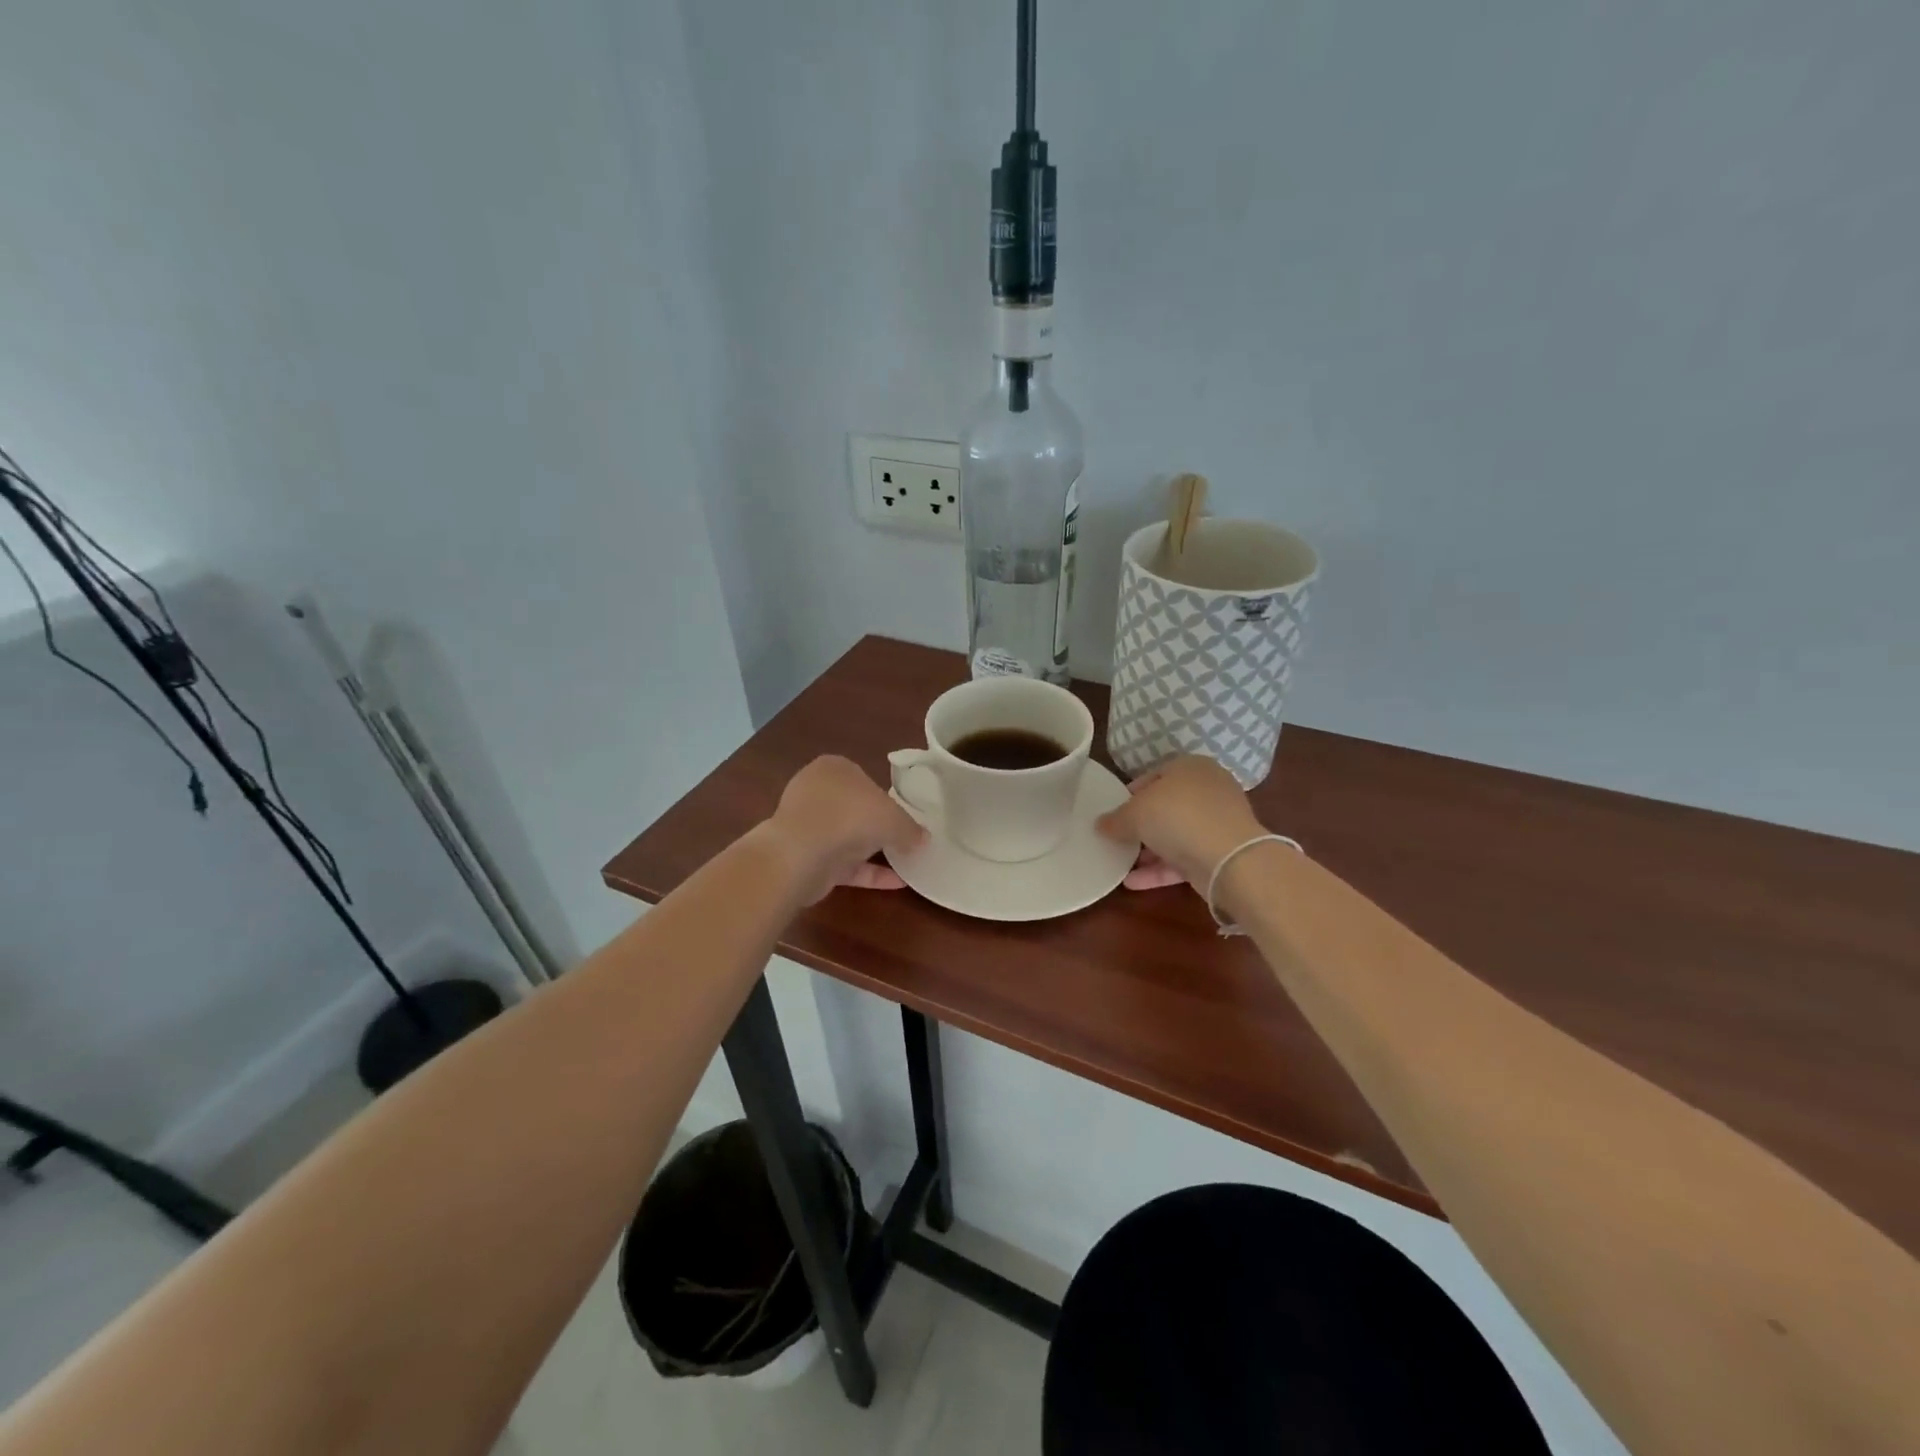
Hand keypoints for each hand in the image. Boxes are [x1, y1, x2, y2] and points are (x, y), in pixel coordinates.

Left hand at [760, 755, 926, 903]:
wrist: (802, 854)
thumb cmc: (850, 816)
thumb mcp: (894, 818)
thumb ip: (911, 828)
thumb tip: (923, 839)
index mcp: (834, 768)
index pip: (864, 778)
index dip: (885, 797)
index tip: (903, 815)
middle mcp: (817, 792)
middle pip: (854, 809)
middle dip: (876, 825)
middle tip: (905, 839)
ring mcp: (809, 826)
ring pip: (847, 838)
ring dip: (872, 851)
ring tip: (905, 862)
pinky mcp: (807, 858)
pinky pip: (844, 864)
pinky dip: (868, 873)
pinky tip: (896, 883)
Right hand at [1096, 755, 1265, 891]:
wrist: (1229, 858)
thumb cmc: (1177, 817)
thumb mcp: (1134, 813)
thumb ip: (1115, 819)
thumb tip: (1100, 824)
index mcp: (1190, 767)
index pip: (1154, 776)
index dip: (1130, 795)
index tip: (1113, 813)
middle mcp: (1207, 790)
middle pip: (1165, 807)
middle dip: (1140, 826)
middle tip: (1117, 839)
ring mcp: (1217, 823)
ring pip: (1175, 835)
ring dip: (1148, 851)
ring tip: (1120, 864)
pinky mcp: (1220, 854)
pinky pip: (1184, 859)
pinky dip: (1159, 870)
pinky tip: (1132, 882)